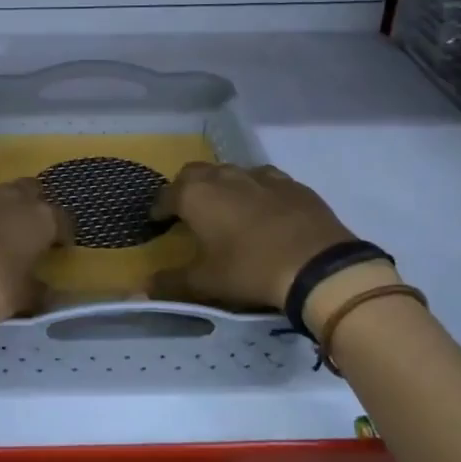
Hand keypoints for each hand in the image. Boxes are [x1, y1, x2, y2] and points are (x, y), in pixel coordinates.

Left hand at [0, 179, 72, 322]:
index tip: (59, 249)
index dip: (63, 234)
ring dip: (1, 208)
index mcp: (41, 219)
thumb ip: (39, 292)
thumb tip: (49, 293)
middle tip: (28, 232)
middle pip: (31, 191)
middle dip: (33, 206)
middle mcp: (13, 198)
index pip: (63, 219)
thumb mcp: (21, 298)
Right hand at [150, 162, 359, 311]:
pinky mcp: (293, 184)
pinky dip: (255, 191)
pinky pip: (264, 180)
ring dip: (222, 186)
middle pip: (196, 173)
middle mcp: (225, 176)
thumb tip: (142, 289)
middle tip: (187, 211)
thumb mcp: (205, 283)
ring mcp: (262, 176)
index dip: (158, 209)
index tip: (157, 222)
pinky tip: (263, 211)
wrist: (318, 266)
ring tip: (225, 209)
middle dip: (186, 189)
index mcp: (196, 195)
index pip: (166, 195)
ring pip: (231, 172)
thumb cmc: (250, 269)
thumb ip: (171, 283)